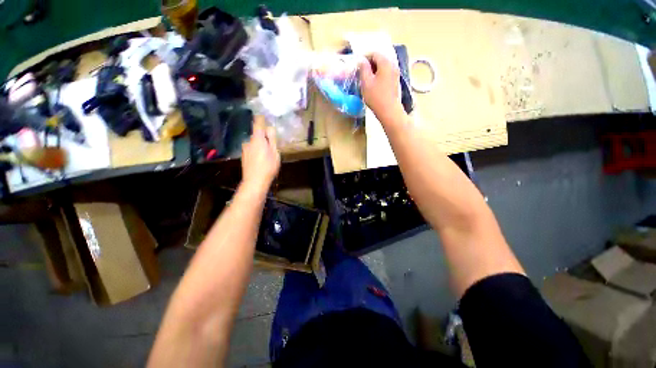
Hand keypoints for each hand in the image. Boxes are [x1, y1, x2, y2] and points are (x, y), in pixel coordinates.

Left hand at [241, 115, 279, 193]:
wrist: (254, 182)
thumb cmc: (268, 167)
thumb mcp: (275, 153)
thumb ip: (272, 139)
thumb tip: (270, 128)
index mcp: (257, 139)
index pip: (258, 124)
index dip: (260, 119)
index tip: (263, 115)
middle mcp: (248, 142)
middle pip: (256, 135)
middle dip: (263, 137)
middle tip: (272, 144)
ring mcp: (245, 150)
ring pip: (254, 143)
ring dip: (260, 145)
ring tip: (267, 155)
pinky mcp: (244, 157)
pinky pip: (251, 150)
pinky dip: (256, 151)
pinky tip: (261, 160)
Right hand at [359, 53, 404, 123]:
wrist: (389, 111)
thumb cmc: (376, 97)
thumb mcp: (366, 82)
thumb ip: (363, 69)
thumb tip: (361, 61)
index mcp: (385, 63)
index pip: (374, 54)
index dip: (365, 57)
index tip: (357, 65)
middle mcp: (392, 65)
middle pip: (380, 59)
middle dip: (369, 64)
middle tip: (360, 72)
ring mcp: (395, 74)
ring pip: (383, 67)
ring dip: (374, 71)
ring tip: (365, 79)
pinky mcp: (395, 82)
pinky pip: (385, 74)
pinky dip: (378, 76)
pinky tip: (373, 84)